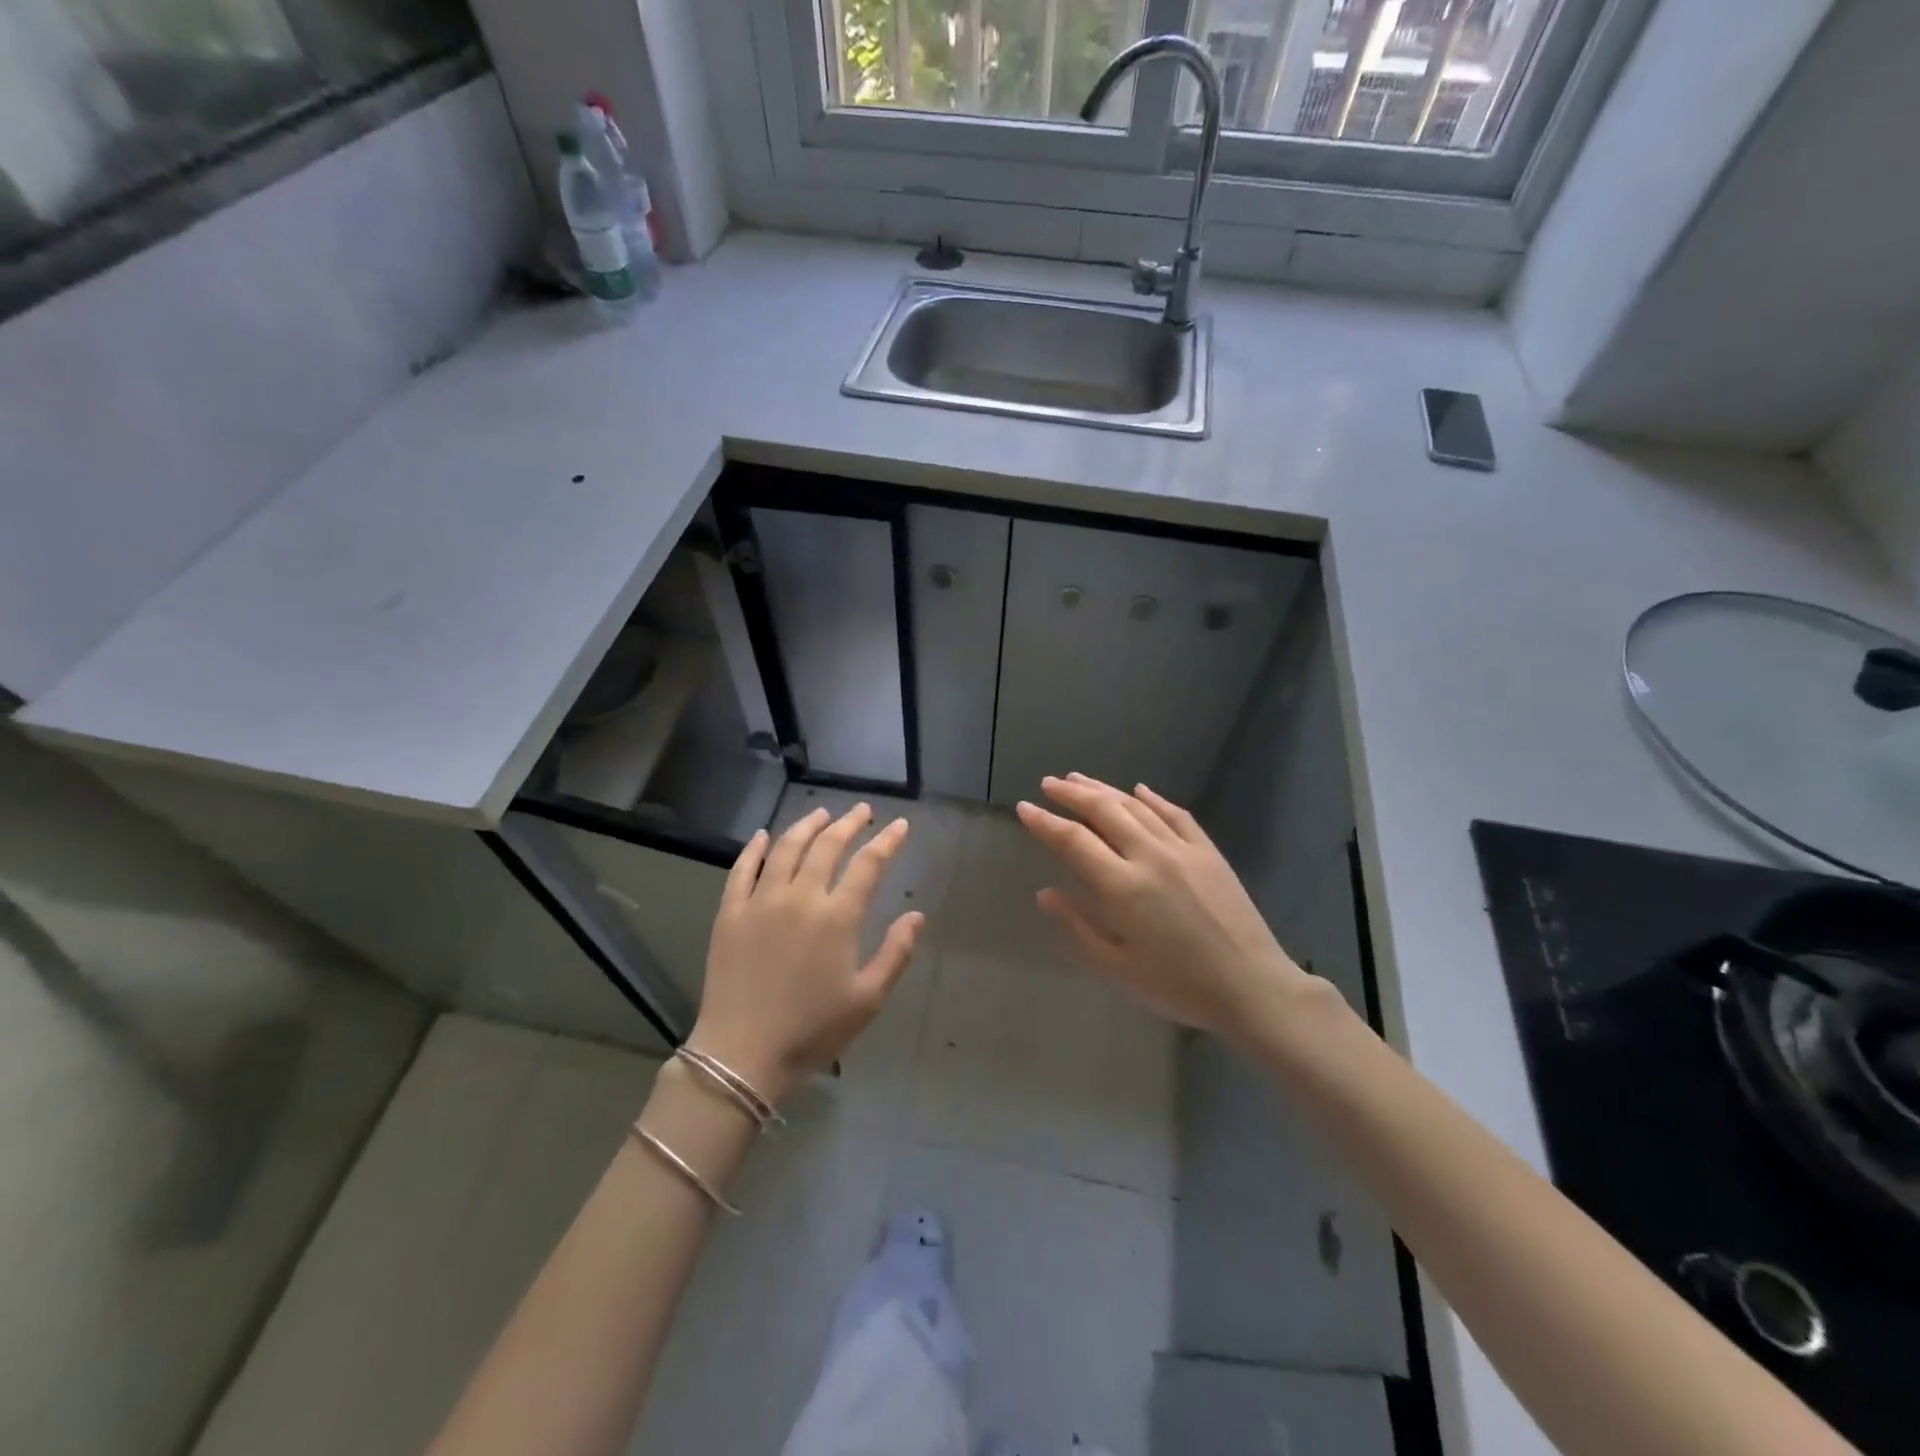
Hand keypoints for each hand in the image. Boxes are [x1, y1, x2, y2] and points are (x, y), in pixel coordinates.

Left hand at [690, 804, 923, 1103]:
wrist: (742, 1054)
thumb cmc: (812, 1030)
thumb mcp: (868, 999)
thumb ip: (895, 953)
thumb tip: (916, 915)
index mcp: (837, 917)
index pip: (868, 864)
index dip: (887, 841)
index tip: (899, 825)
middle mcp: (800, 897)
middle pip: (828, 846)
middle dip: (849, 823)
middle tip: (862, 811)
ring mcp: (761, 901)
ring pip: (786, 848)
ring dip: (807, 825)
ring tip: (821, 813)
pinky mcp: (730, 913)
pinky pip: (742, 869)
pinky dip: (755, 848)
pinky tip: (764, 836)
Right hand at [1016, 773, 1311, 1033]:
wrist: (1251, 987)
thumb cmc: (1178, 985)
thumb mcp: (1118, 967)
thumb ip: (1079, 925)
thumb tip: (1046, 893)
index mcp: (1122, 887)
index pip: (1074, 841)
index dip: (1045, 822)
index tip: (1024, 808)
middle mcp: (1150, 856)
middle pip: (1104, 811)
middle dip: (1072, 793)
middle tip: (1049, 784)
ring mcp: (1183, 849)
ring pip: (1136, 806)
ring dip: (1104, 789)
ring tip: (1079, 778)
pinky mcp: (1209, 852)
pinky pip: (1176, 814)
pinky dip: (1153, 798)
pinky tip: (1139, 789)